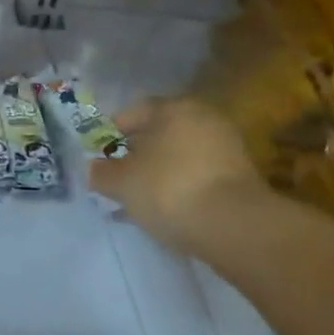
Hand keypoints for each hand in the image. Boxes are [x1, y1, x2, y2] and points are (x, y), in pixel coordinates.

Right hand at [89, 96, 268, 259]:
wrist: (233, 226)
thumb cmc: (169, 189)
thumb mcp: (122, 182)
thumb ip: (101, 173)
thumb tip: (93, 169)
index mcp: (175, 108)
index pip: (135, 112)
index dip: (111, 132)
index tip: (97, 155)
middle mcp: (205, 119)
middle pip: (160, 133)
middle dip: (136, 154)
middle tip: (116, 177)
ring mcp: (227, 148)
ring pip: (179, 157)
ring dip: (158, 174)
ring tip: (138, 199)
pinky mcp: (239, 178)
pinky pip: (197, 176)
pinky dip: (179, 188)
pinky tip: (165, 209)